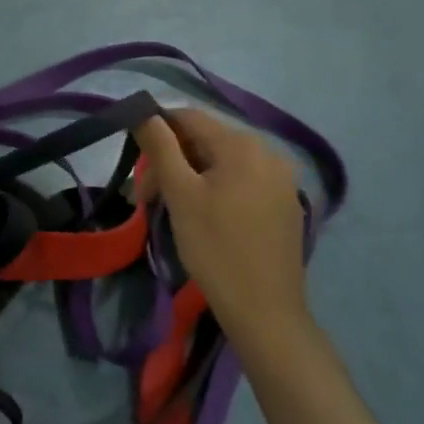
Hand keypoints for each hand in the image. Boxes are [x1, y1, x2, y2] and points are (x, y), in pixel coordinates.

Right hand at [133, 108, 307, 334]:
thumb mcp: (180, 194)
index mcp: (243, 145)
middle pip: (207, 141)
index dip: (156, 131)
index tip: (137, 165)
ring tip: (172, 209)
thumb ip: (160, 147)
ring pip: (223, 163)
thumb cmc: (215, 248)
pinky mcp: (286, 205)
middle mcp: (269, 152)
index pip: (189, 117)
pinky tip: (205, 217)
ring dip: (191, 177)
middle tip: (147, 197)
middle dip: (172, 161)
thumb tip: (144, 112)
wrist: (265, 311)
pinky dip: (217, 190)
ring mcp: (282, 180)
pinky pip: (243, 182)